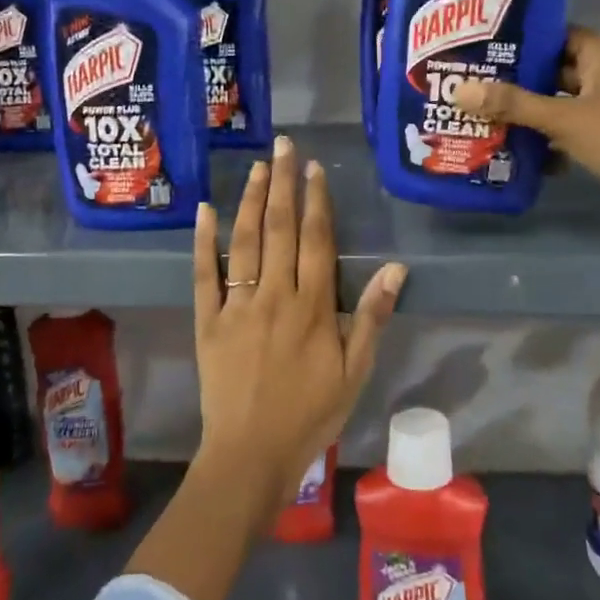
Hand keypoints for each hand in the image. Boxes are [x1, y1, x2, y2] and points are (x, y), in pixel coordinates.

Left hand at [192, 135, 406, 506]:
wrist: (250, 454)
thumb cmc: (310, 415)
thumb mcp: (355, 373)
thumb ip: (371, 317)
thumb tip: (395, 268)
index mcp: (312, 307)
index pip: (316, 241)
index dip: (316, 201)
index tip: (315, 169)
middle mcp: (274, 296)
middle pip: (280, 229)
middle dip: (283, 184)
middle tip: (285, 146)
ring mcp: (237, 306)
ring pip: (244, 242)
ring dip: (251, 201)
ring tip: (257, 167)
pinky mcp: (207, 321)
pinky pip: (204, 274)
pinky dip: (204, 241)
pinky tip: (205, 210)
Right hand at [449, 27, 599, 227]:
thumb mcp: (564, 118)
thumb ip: (512, 104)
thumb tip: (459, 90)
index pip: (556, 35)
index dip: (521, 40)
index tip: (482, 47)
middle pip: (554, 70)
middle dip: (517, 81)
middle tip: (472, 83)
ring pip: (559, 103)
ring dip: (528, 112)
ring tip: (482, 114)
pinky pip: (569, 130)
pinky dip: (546, 138)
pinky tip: (511, 147)